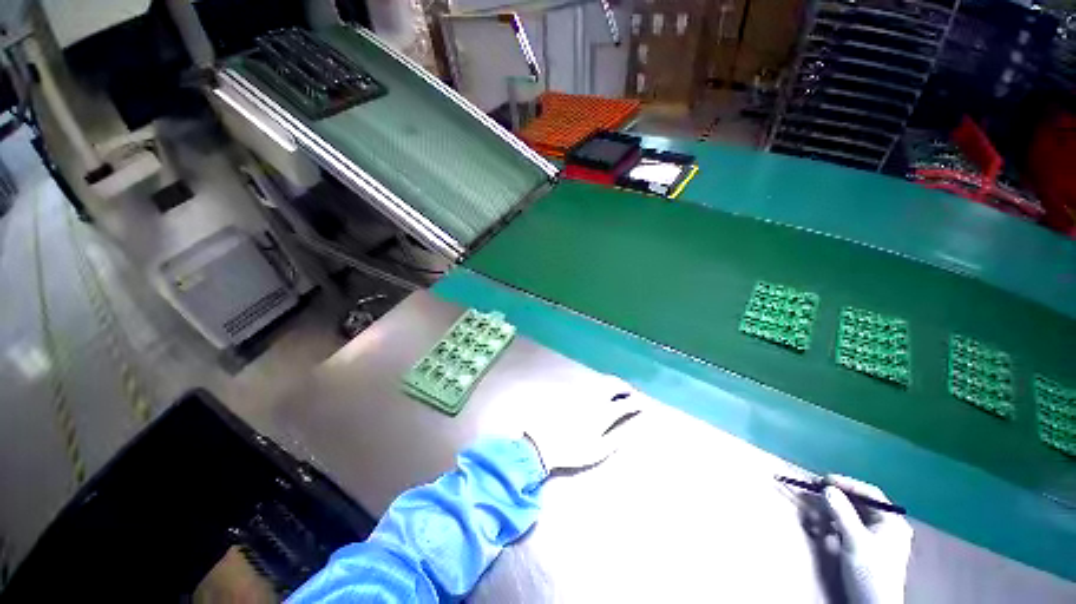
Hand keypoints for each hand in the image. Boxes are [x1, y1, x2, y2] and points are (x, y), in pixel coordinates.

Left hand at [522, 374, 642, 473]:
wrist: (540, 440)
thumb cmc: (571, 450)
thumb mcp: (598, 450)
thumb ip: (618, 436)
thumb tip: (634, 425)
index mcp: (604, 411)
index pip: (626, 402)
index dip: (637, 402)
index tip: (643, 404)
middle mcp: (594, 395)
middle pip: (614, 383)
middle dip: (625, 387)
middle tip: (631, 393)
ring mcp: (581, 389)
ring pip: (601, 380)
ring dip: (612, 383)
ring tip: (617, 392)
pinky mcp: (570, 388)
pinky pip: (589, 381)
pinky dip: (599, 384)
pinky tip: (598, 392)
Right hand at [822, 475, 912, 603]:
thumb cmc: (869, 572)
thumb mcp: (854, 541)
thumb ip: (841, 512)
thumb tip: (827, 488)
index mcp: (892, 521)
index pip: (869, 494)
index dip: (846, 484)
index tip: (823, 480)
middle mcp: (887, 526)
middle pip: (858, 504)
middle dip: (835, 501)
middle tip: (814, 496)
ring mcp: (877, 538)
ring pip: (850, 516)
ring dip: (831, 514)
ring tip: (814, 517)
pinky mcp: (865, 548)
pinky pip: (848, 528)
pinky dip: (834, 526)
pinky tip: (822, 530)